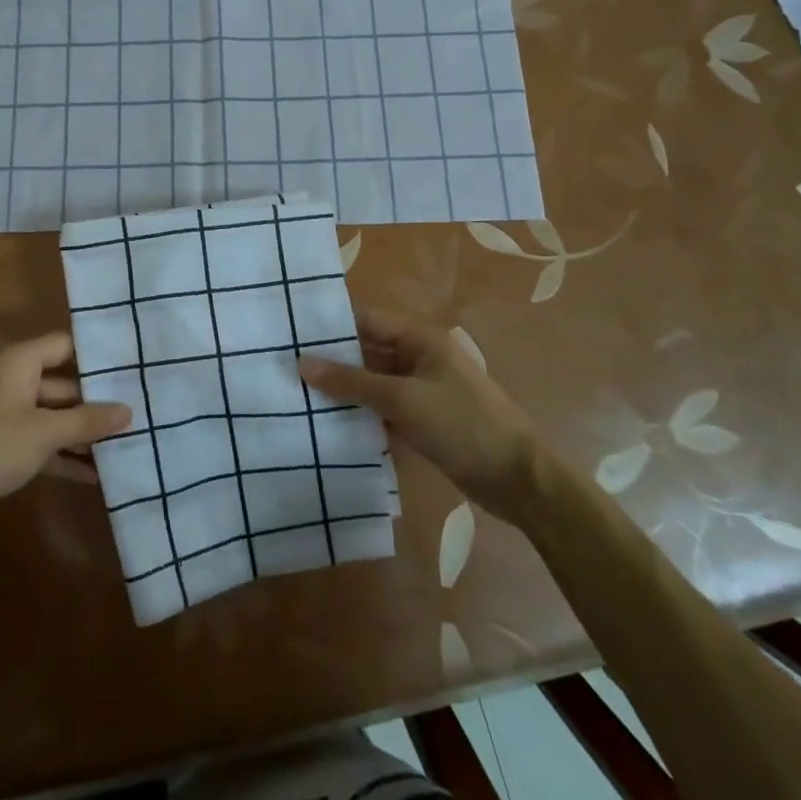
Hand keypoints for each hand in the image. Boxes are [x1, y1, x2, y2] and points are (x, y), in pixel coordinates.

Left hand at [0, 333, 131, 531]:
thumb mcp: (45, 432)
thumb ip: (87, 421)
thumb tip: (129, 411)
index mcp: (18, 362)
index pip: (64, 346)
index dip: (95, 356)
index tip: (129, 367)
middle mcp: (12, 380)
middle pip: (62, 383)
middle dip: (95, 400)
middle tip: (135, 411)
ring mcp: (5, 414)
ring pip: (52, 415)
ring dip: (81, 431)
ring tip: (123, 443)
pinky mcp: (1, 445)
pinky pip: (40, 441)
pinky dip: (63, 454)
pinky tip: (95, 474)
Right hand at [300, 311, 541, 520]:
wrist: (518, 480)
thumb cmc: (463, 425)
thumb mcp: (403, 399)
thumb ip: (352, 382)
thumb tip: (301, 364)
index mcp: (419, 339)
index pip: (365, 320)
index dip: (330, 324)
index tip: (288, 329)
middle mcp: (417, 358)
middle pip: (366, 351)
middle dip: (330, 359)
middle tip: (282, 365)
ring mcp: (419, 390)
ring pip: (371, 382)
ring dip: (342, 389)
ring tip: (294, 392)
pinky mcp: (420, 420)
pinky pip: (381, 408)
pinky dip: (358, 413)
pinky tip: (325, 422)